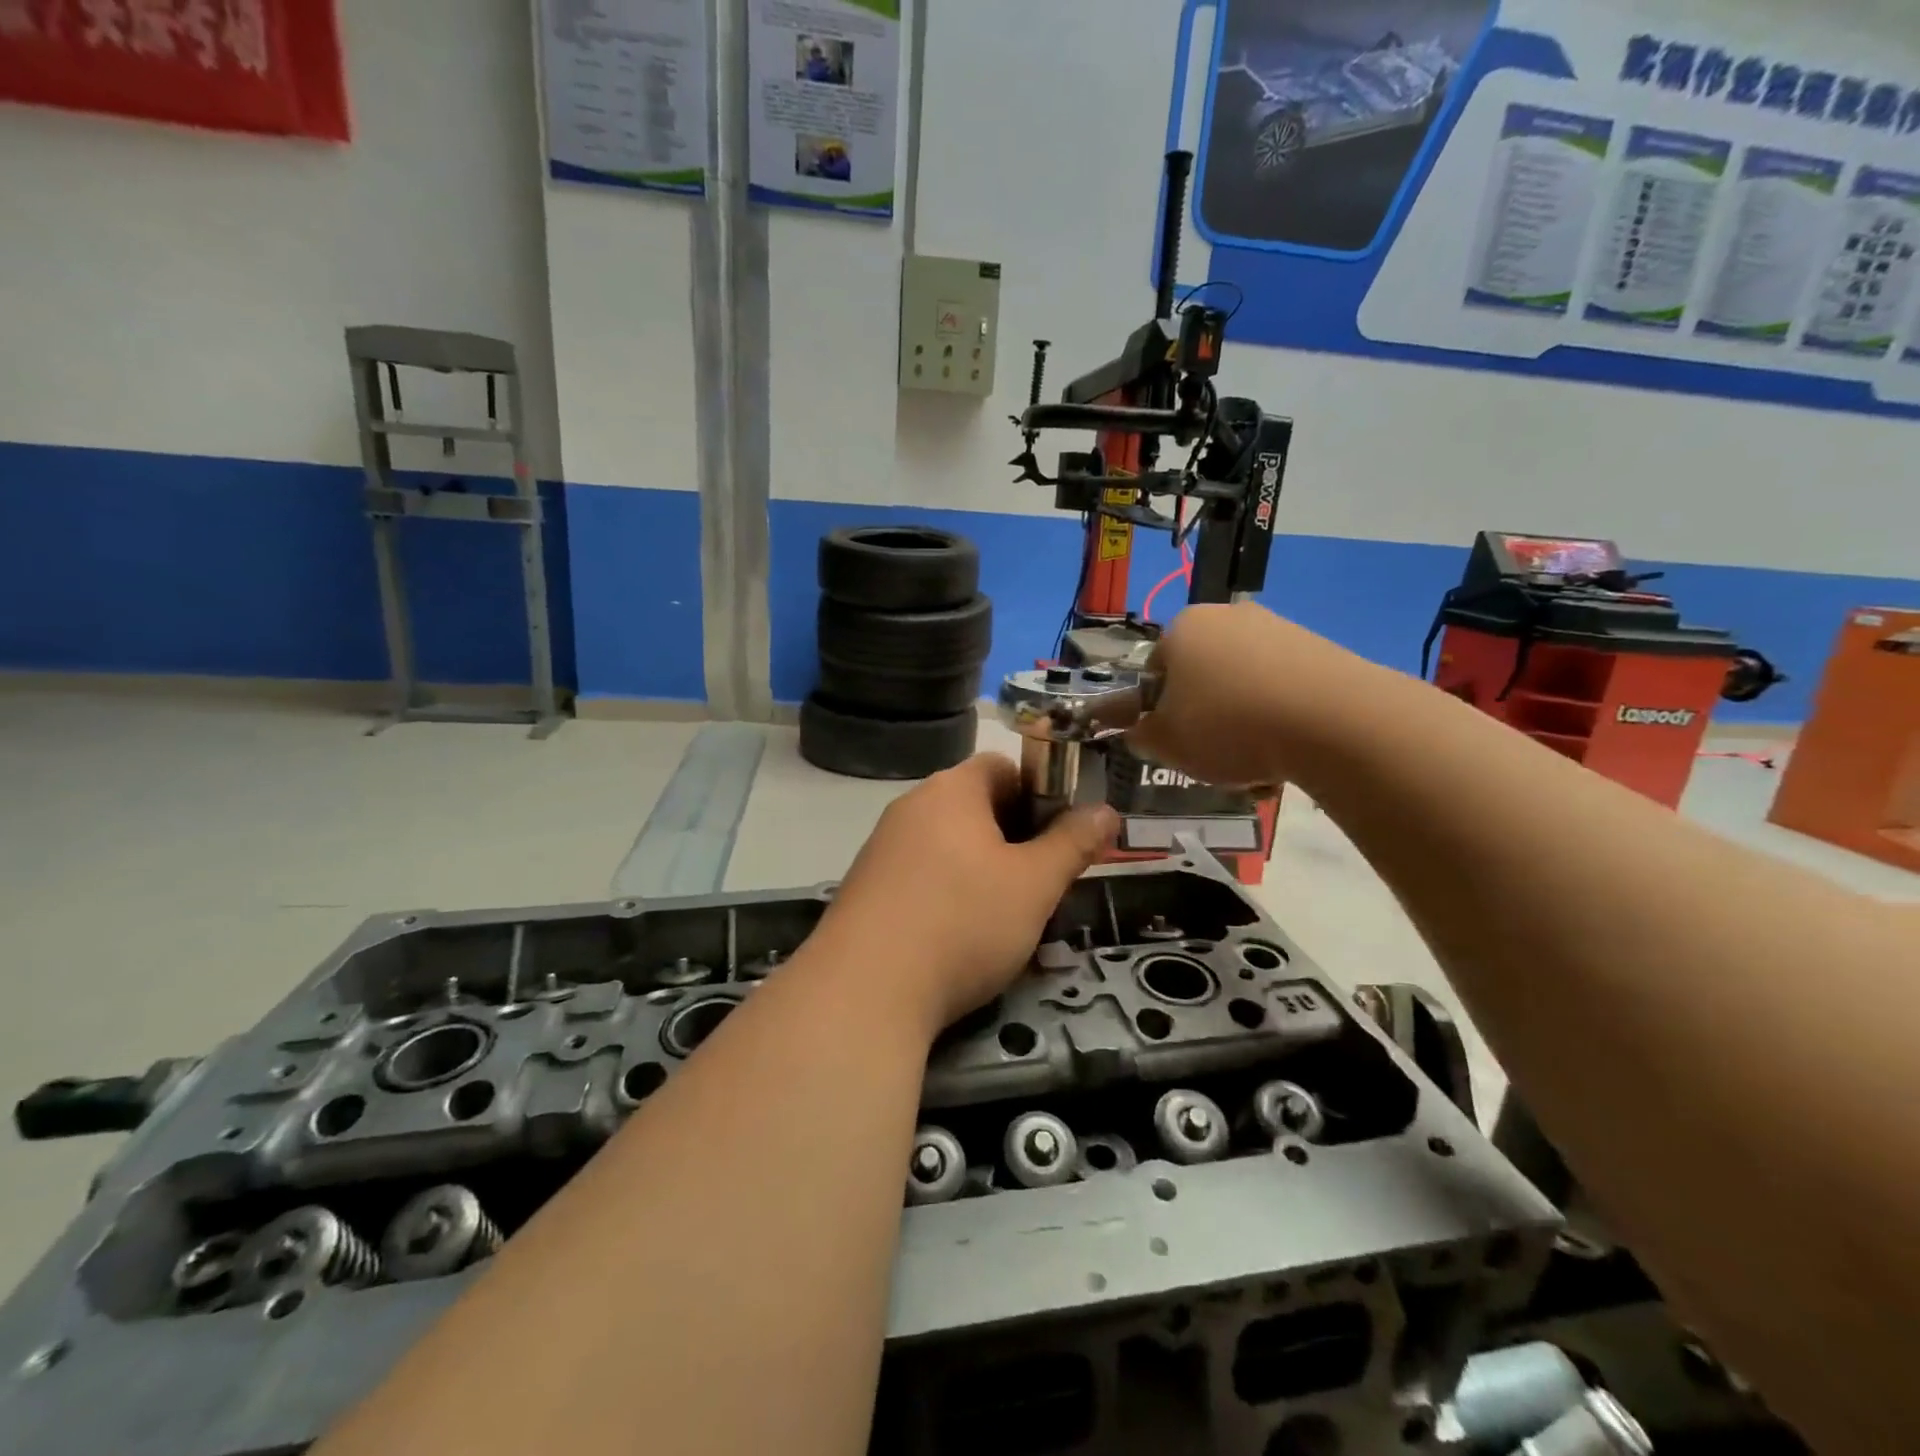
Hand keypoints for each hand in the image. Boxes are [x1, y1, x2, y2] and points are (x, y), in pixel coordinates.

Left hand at [814, 754, 1119, 1032]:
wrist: (864, 992)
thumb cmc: (962, 923)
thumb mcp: (1034, 885)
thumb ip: (1073, 843)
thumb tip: (1105, 810)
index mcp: (951, 790)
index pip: (1004, 766)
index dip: (1041, 794)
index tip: (1062, 838)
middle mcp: (911, 807)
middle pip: (976, 806)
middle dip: (1016, 839)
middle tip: (1043, 883)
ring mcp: (882, 848)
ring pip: (950, 846)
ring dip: (984, 871)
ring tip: (1007, 918)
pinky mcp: (866, 888)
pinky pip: (921, 876)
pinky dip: (948, 894)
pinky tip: (959, 939)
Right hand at [1128, 602, 1352, 786]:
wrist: (1332, 719)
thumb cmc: (1228, 725)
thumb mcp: (1166, 743)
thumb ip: (1141, 736)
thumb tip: (1140, 731)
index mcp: (1181, 628)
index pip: (1153, 672)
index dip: (1156, 711)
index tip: (1172, 742)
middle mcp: (1226, 616)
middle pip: (1200, 675)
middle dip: (1202, 714)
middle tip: (1210, 753)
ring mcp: (1276, 628)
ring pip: (1242, 684)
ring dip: (1240, 720)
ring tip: (1254, 761)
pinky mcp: (1318, 648)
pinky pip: (1282, 688)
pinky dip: (1278, 717)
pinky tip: (1287, 751)